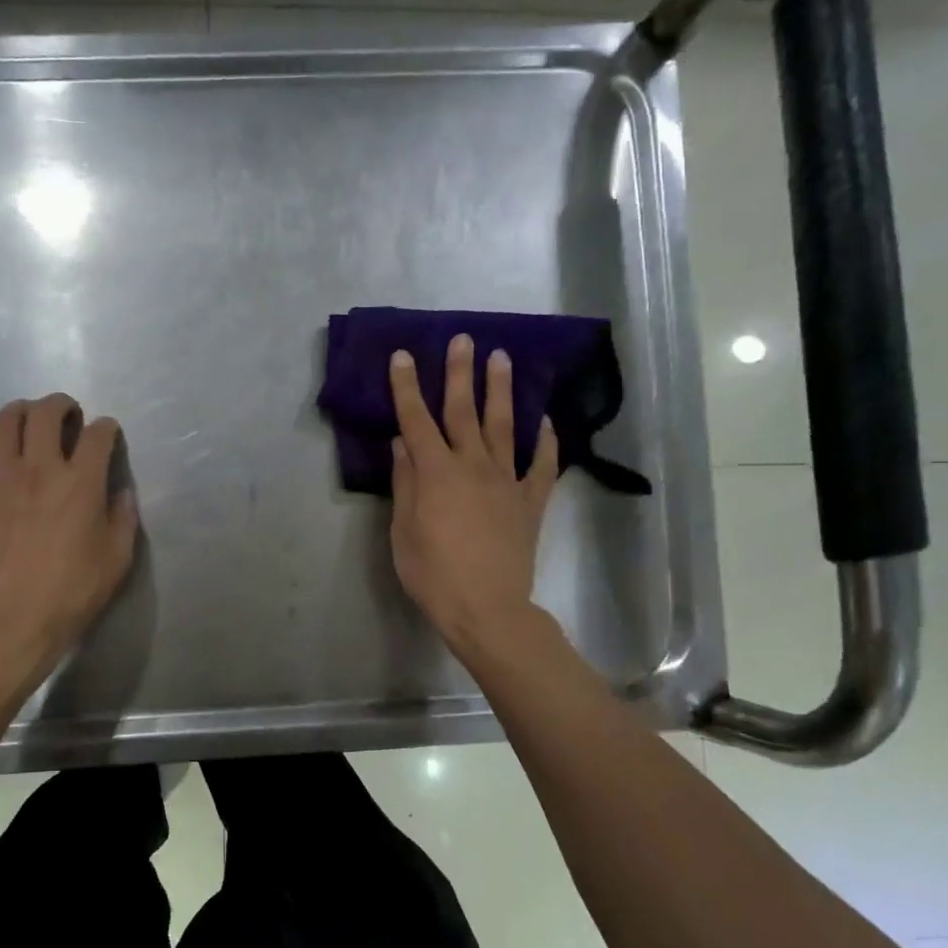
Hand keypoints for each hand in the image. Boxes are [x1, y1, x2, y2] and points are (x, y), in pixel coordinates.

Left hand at [0, 394, 137, 677]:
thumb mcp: (117, 559)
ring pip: (2, 423)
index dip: (107, 428)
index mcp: (80, 482)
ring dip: (19, 413)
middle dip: (60, 404)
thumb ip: (123, 519)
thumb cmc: (72, 592)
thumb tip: (120, 493)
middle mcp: (39, 470)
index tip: (108, 433)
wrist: (11, 621)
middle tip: (67, 414)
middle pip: (45, 413)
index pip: (97, 435)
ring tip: (27, 423)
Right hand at [389, 335, 558, 661]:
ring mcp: (506, 481)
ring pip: (503, 427)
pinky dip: (544, 441)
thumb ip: (405, 484)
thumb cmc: (433, 574)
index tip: (404, 356)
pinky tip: (544, 422)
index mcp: (435, 473)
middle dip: (460, 373)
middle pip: (463, 411)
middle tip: (463, 339)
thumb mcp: (403, 531)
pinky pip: (540, 465)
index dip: (407, 387)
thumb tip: (402, 444)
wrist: (486, 608)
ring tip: (502, 358)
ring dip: (501, 391)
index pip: (416, 420)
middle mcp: (472, 466)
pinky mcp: (530, 502)